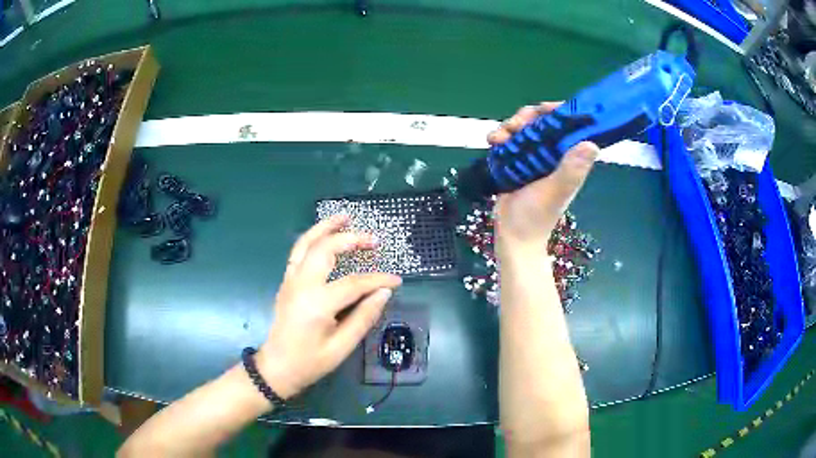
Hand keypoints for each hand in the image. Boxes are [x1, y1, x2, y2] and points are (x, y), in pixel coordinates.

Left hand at [256, 215, 401, 399]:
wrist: (277, 367)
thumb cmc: (310, 362)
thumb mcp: (342, 347)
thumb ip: (364, 317)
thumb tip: (383, 292)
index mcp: (316, 303)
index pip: (354, 283)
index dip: (378, 279)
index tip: (397, 280)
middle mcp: (301, 285)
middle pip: (326, 249)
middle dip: (351, 239)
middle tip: (373, 239)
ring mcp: (290, 280)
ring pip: (306, 243)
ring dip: (325, 227)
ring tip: (345, 216)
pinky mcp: (286, 282)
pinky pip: (298, 252)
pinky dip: (313, 238)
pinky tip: (325, 235)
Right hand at [488, 102, 598, 252]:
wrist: (513, 236)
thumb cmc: (537, 216)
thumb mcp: (556, 191)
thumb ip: (572, 169)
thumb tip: (592, 143)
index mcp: (568, 158)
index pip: (569, 126)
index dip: (559, 112)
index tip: (545, 109)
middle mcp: (553, 154)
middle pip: (543, 121)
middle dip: (528, 117)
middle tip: (517, 124)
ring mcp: (533, 157)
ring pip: (524, 128)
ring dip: (510, 126)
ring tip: (499, 136)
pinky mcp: (515, 161)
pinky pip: (509, 140)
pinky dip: (500, 136)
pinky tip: (492, 141)